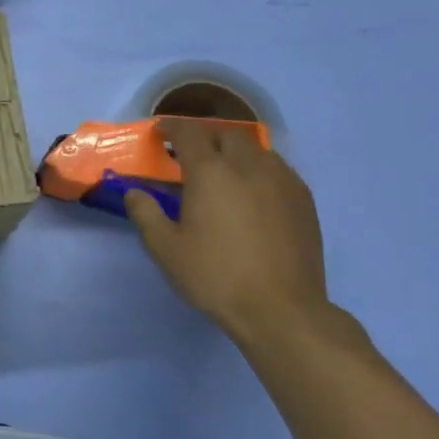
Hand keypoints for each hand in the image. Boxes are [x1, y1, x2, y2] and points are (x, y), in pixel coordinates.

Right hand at [124, 119, 332, 346]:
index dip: (172, 128)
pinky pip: (278, 169)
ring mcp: (282, 181)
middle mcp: (248, 165)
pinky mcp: (304, 200)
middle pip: (226, 134)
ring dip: (235, 152)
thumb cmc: (216, 276)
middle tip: (191, 155)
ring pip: (256, 149)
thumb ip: (146, 214)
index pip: (189, 133)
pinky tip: (254, 193)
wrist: (282, 309)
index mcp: (211, 172)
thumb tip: (133, 193)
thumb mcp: (166, 249)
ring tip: (225, 172)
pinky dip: (260, 170)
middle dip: (206, 137)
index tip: (161, 133)